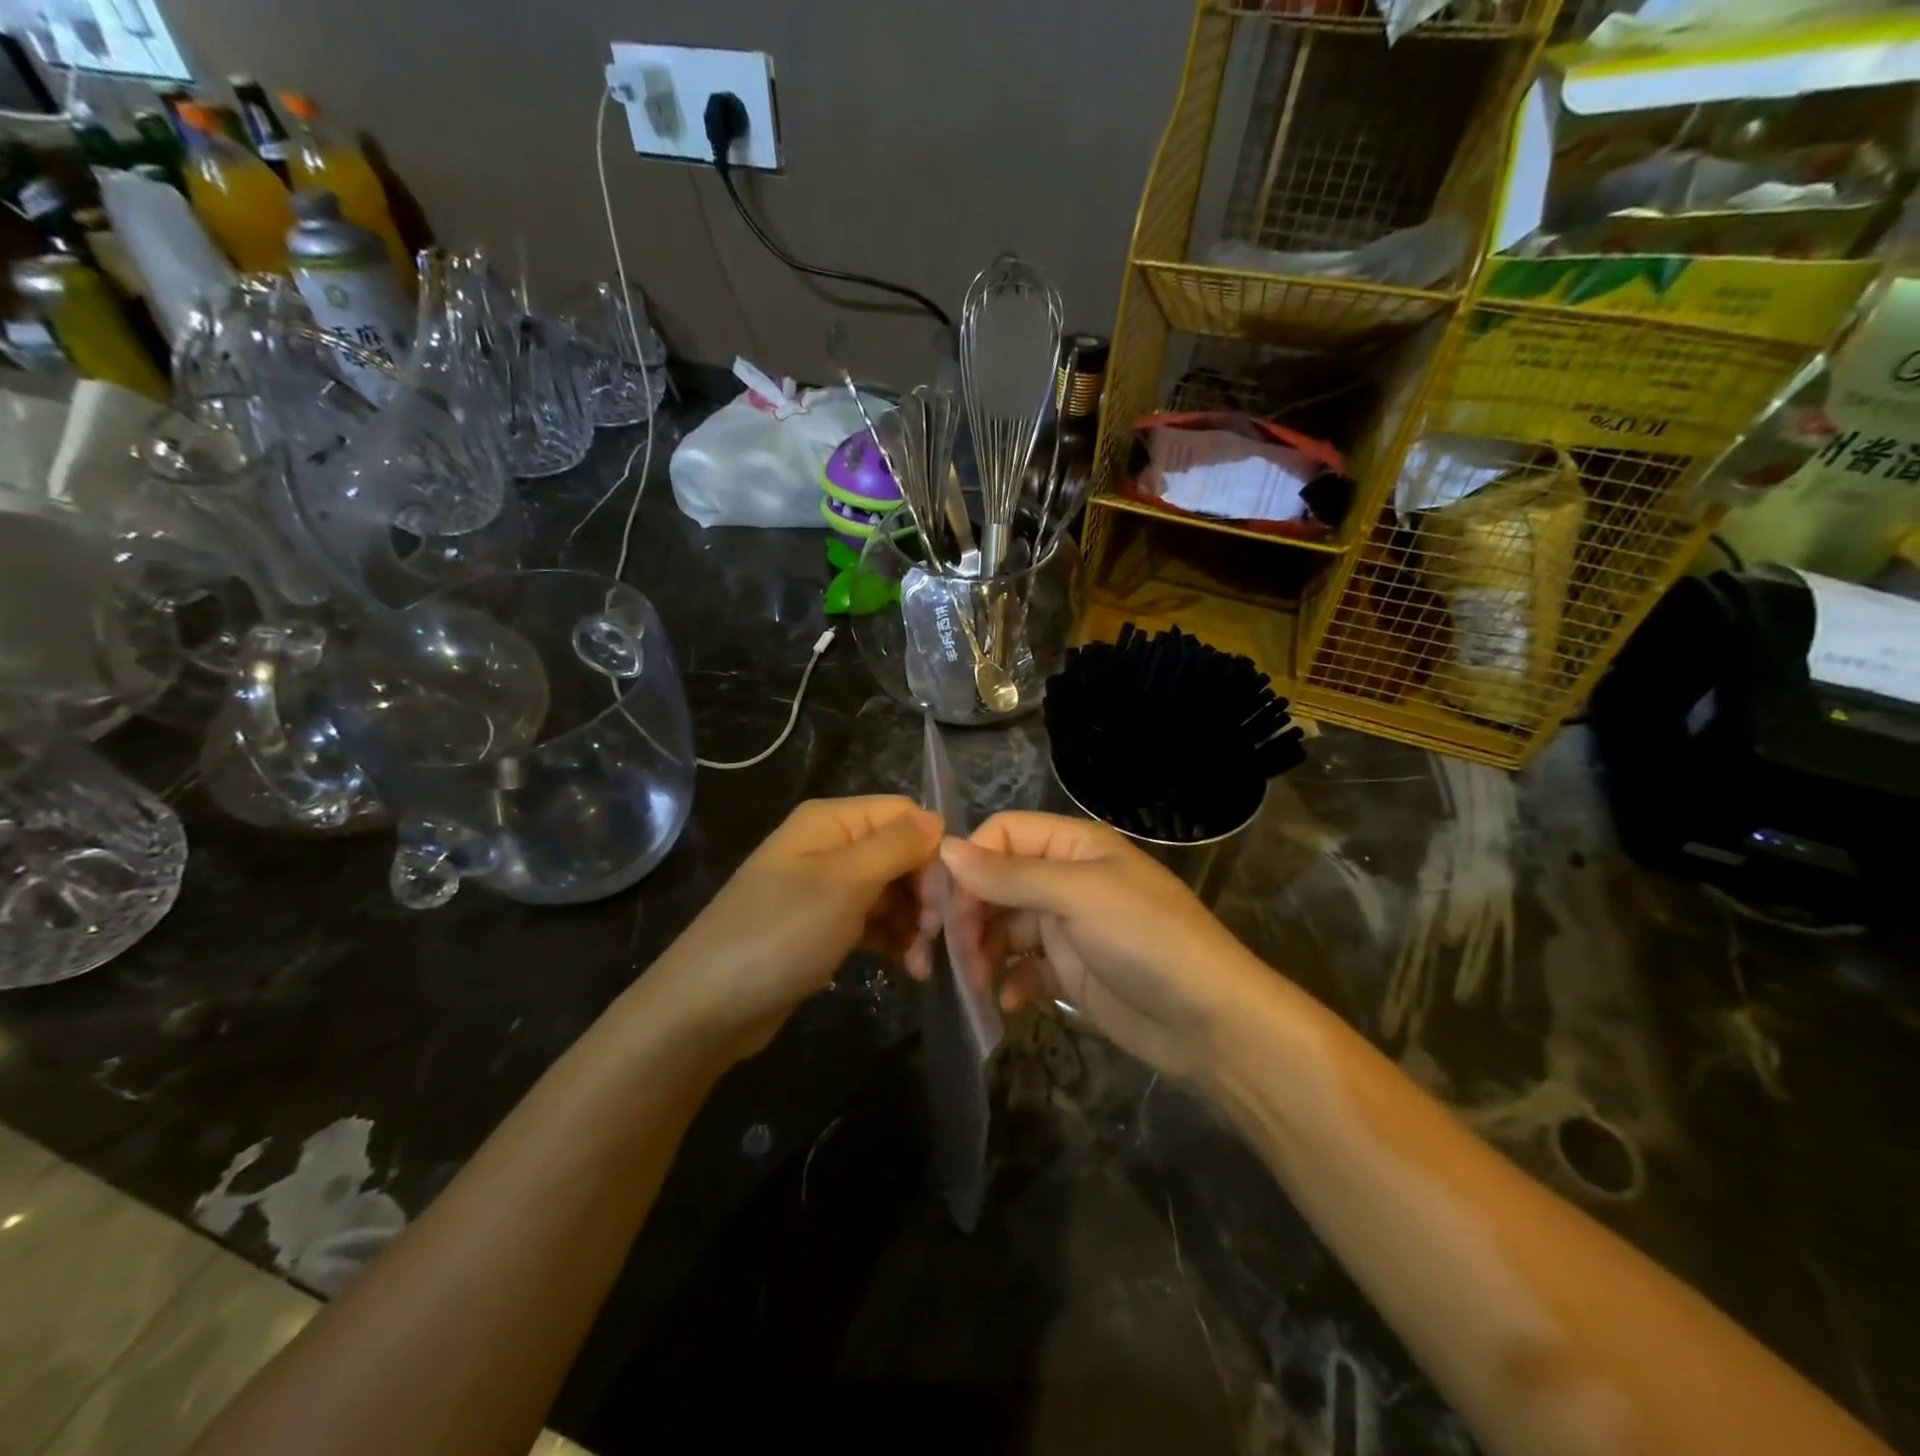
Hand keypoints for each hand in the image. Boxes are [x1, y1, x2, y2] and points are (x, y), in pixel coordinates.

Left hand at [652, 796, 943, 1058]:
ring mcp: (825, 887)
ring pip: (891, 892)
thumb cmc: (780, 934)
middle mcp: (830, 845)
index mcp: (832, 821)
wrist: (706, 1007)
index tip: (946, 901)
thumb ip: (896, 845)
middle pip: (901, 854)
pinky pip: (872, 921)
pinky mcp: (822, 926)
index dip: (932, 851)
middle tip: (937, 939)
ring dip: (914, 924)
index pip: (904, 815)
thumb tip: (938, 818)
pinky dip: (893, 940)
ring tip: (922, 965)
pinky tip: (908, 969)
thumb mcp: (843, 884)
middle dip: (925, 894)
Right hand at [933, 811, 1270, 1080]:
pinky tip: (1007, 1003)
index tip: (946, 905)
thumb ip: (1010, 874)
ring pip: (1004, 927)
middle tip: (953, 952)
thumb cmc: (1146, 939)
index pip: (1003, 834)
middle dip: (970, 914)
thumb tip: (945, 848)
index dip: (970, 863)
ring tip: (976, 982)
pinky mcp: (1070, 971)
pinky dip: (1009, 982)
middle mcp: (1066, 879)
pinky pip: (1023, 968)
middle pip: (997, 883)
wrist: (1210, 1022)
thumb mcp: (1078, 896)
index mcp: (1073, 845)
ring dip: (983, 952)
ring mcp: (1067, 927)